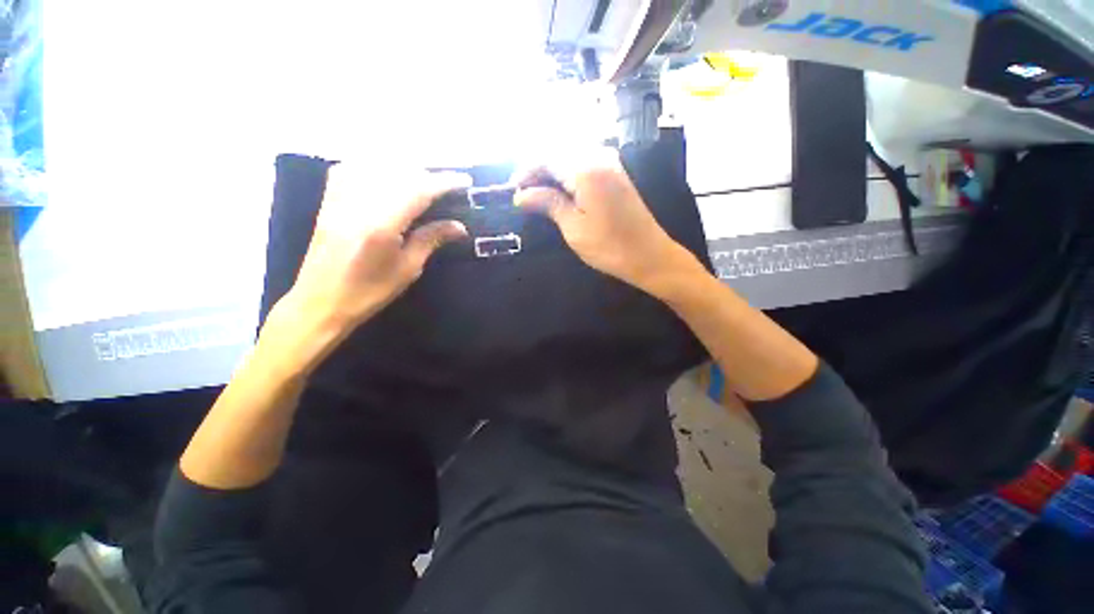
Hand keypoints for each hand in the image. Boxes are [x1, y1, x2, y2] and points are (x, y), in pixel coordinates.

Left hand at [277, 164, 469, 342]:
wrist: (319, 302)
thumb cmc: (368, 292)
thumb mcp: (408, 268)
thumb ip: (432, 240)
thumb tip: (460, 227)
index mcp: (381, 225)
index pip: (418, 190)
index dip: (444, 182)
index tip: (464, 181)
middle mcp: (359, 204)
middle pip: (399, 172)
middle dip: (427, 175)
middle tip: (446, 186)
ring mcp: (339, 198)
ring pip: (375, 165)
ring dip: (403, 168)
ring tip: (421, 180)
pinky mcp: (329, 200)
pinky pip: (352, 169)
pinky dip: (374, 166)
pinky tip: (386, 175)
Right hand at [513, 148, 693, 291]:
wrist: (649, 256)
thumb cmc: (610, 247)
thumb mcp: (573, 228)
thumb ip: (548, 204)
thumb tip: (520, 195)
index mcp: (585, 169)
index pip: (546, 158)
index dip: (526, 172)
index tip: (513, 191)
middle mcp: (599, 158)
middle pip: (558, 153)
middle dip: (538, 171)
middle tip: (524, 195)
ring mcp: (611, 164)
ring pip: (571, 158)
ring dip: (552, 173)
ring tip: (539, 195)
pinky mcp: (617, 175)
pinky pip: (585, 165)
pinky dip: (568, 176)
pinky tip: (561, 192)